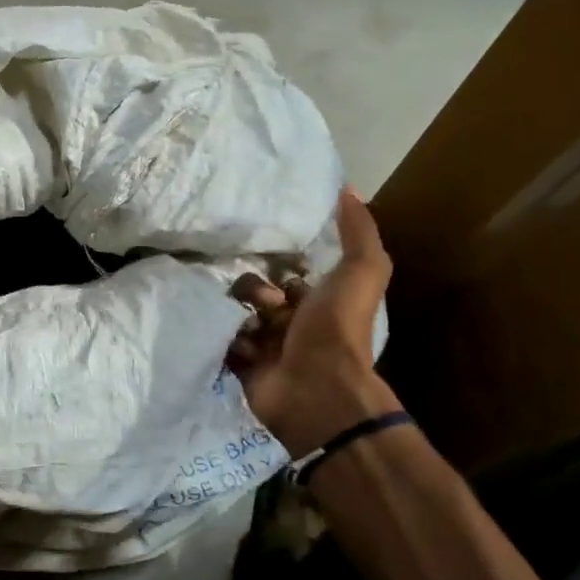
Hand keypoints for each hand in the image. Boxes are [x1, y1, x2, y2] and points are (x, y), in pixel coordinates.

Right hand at [228, 188, 400, 453]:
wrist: (315, 390)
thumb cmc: (336, 330)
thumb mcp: (360, 272)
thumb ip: (358, 232)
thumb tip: (347, 189)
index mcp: (317, 303)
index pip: (287, 274)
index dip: (279, 265)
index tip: (271, 260)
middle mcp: (291, 324)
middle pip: (256, 292)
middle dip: (253, 290)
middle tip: (264, 302)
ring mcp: (265, 348)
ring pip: (235, 316)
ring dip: (237, 315)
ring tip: (248, 325)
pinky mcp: (241, 367)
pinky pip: (220, 342)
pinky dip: (222, 339)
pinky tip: (233, 340)